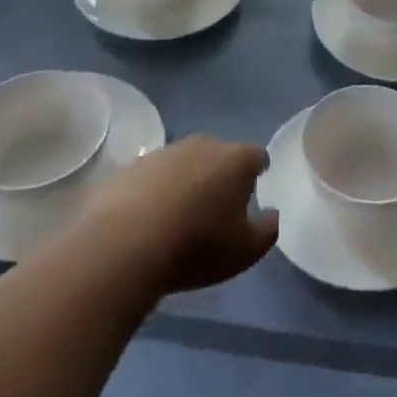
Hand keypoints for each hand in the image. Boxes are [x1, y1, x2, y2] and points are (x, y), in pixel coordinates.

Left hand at [77, 136, 278, 296]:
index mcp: (236, 159)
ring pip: (183, 164)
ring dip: (185, 181)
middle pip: (219, 155)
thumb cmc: (197, 245)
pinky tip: (148, 220)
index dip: (258, 171)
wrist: (124, 244)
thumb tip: (272, 214)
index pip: (256, 156)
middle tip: (217, 205)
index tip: (256, 187)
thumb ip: (267, 229)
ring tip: (179, 216)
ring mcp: (163, 153)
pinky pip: (152, 177)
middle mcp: (202, 145)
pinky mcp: (130, 167)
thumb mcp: (245, 250)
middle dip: (220, 174)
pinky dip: (154, 192)